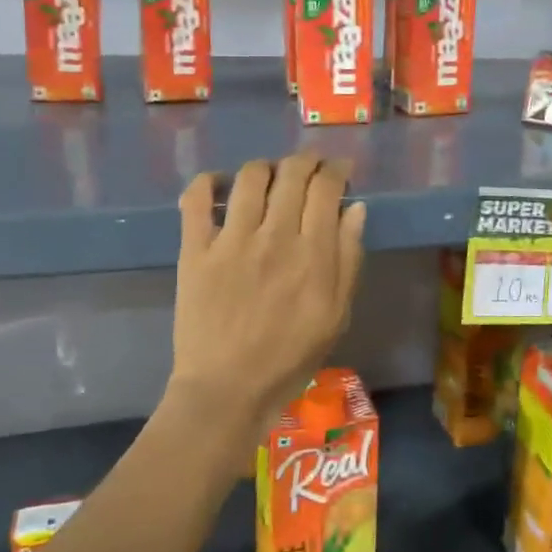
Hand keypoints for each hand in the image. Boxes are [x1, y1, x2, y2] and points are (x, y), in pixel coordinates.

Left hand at [167, 153, 367, 478]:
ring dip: (266, 167)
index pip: (326, 188)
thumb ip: (348, 259)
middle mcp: (274, 237)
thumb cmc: (289, 358)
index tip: (339, 170)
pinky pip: (197, 199)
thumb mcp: (336, 316)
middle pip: (292, 173)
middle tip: (309, 168)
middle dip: (306, 161)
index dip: (336, 169)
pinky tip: (220, 186)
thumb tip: (355, 208)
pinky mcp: (195, 250)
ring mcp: (231, 241)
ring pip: (250, 177)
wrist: (227, 391)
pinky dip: (208, 182)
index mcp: (313, 254)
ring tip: (270, 176)